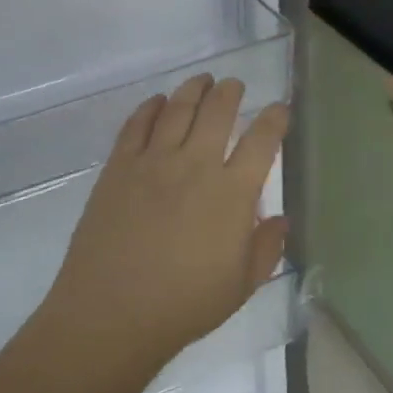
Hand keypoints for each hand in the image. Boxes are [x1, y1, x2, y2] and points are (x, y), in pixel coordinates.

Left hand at [40, 74, 289, 378]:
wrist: (112, 312)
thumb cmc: (183, 305)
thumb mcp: (240, 286)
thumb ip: (265, 248)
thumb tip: (280, 219)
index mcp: (232, 194)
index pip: (261, 141)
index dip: (274, 119)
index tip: (279, 109)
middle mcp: (195, 165)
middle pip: (217, 112)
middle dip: (231, 92)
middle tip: (234, 85)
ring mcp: (153, 162)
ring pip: (178, 109)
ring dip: (193, 89)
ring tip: (202, 81)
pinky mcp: (119, 166)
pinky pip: (136, 124)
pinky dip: (150, 107)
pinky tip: (157, 102)